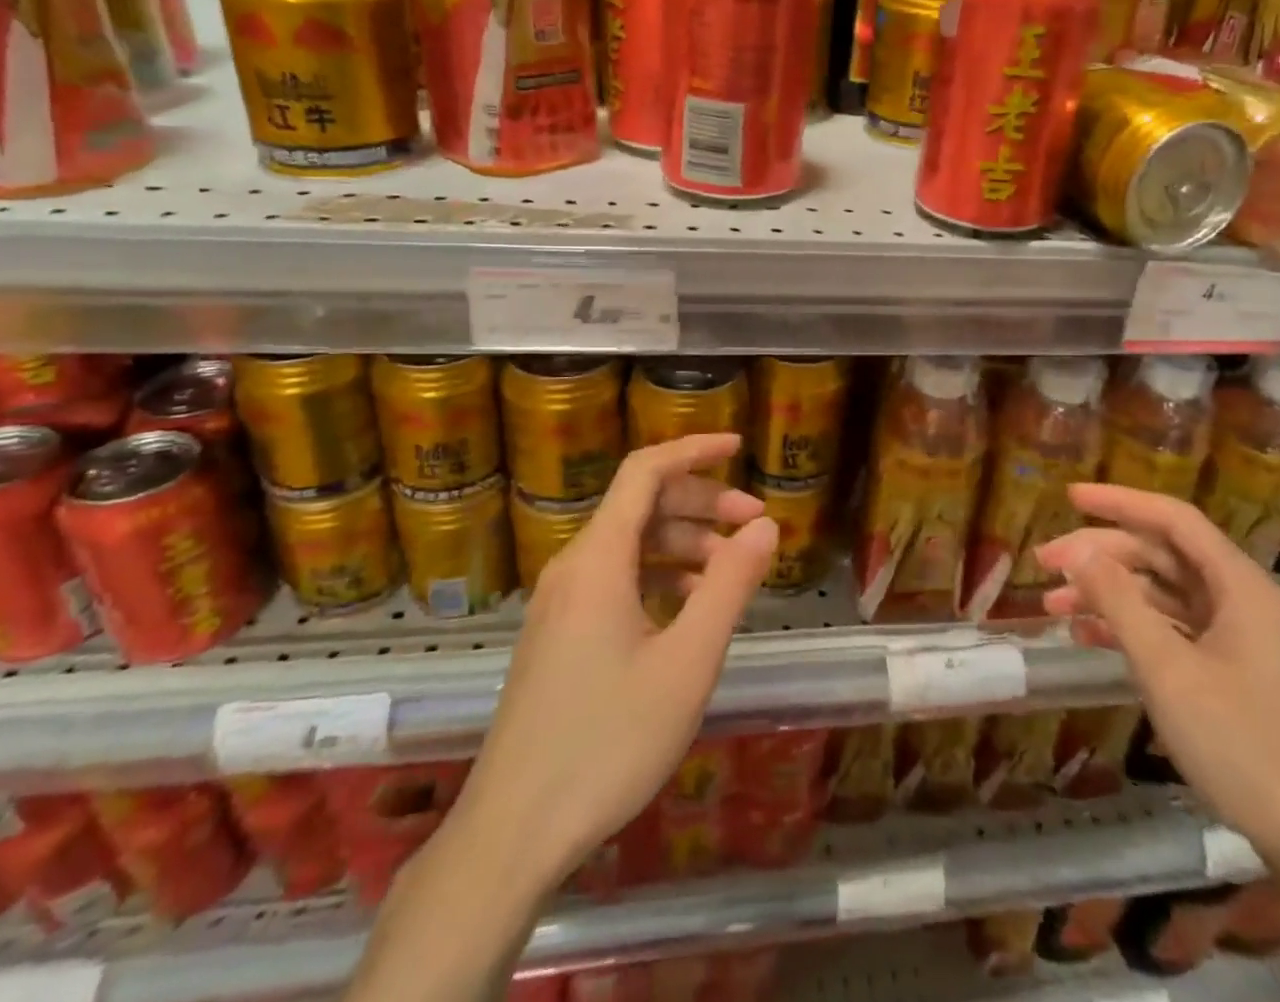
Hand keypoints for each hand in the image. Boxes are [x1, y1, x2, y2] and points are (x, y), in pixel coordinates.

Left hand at [453, 434, 776, 885]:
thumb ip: (730, 585)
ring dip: (684, 544)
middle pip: (641, 506)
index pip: (645, 471)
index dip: (694, 449)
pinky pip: (615, 580)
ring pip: (630, 545)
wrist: (513, 833)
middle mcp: (573, 567)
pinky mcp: (558, 634)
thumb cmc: (608, 740)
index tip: (740, 446)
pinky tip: (691, 609)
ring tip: (732, 572)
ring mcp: (560, 602)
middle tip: (755, 524)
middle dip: (702, 504)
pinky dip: (659, 578)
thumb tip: (766, 526)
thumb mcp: (687, 661)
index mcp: (598, 559)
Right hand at [1034, 484, 1279, 871]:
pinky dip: (1131, 630)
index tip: (1068, 496)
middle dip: (1101, 555)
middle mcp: (1240, 601)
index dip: (1118, 501)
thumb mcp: (1169, 670)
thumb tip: (1077, 549)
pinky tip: (1090, 640)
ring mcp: (1238, 640)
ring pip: (1163, 596)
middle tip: (1044, 564)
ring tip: (1054, 608)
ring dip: (1109, 595)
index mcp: (1238, 585)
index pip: (1172, 518)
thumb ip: (1119, 602)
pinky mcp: (1234, 676)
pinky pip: (1173, 633)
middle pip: (1162, 556)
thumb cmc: (1246, 746)